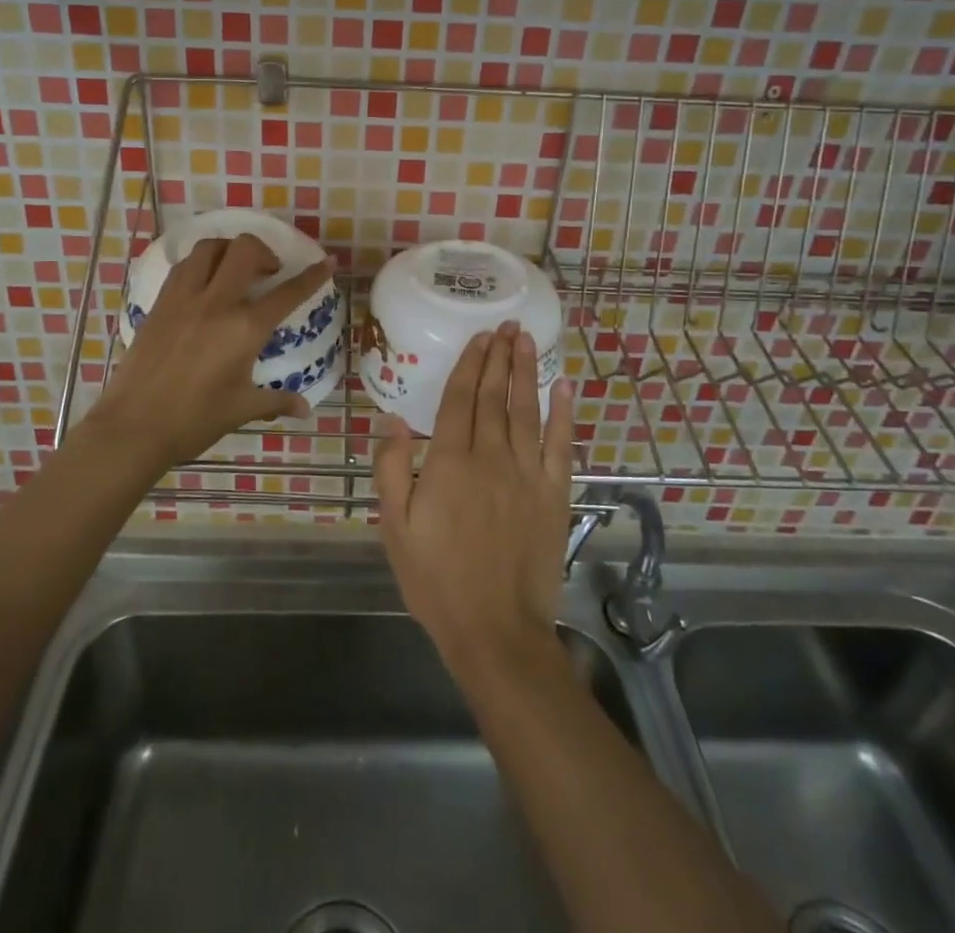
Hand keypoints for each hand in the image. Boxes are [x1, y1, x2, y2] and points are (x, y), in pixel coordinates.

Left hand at [86, 234, 333, 471]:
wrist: (133, 427)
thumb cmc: (194, 420)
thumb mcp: (241, 409)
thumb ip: (276, 401)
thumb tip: (304, 408)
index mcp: (245, 328)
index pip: (288, 293)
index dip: (312, 275)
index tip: (326, 261)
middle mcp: (217, 302)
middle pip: (245, 250)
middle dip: (264, 251)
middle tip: (269, 272)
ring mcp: (184, 298)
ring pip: (210, 248)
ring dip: (229, 250)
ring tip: (236, 269)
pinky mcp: (160, 303)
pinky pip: (184, 266)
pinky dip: (201, 263)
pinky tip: (204, 283)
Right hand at [374, 321, 575, 680]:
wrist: (495, 630)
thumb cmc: (436, 580)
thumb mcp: (395, 527)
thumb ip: (391, 469)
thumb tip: (392, 419)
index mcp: (449, 463)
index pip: (460, 400)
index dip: (470, 365)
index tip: (479, 337)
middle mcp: (490, 457)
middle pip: (495, 396)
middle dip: (499, 357)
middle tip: (506, 324)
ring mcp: (527, 474)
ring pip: (526, 410)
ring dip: (526, 372)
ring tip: (526, 340)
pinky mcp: (554, 494)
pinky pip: (560, 444)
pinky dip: (563, 413)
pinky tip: (564, 387)